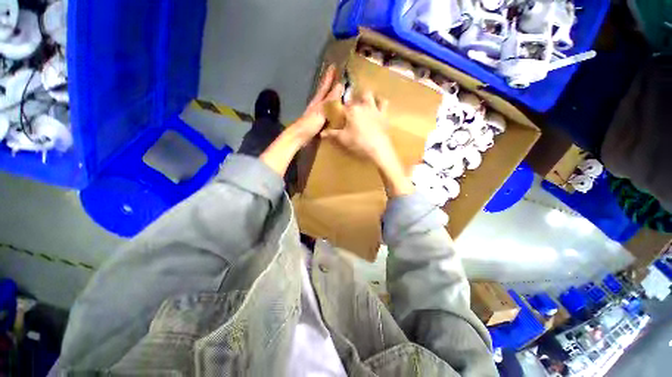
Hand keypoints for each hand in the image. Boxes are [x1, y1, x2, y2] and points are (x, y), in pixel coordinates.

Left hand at [260, 65, 342, 177]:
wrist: (299, 136)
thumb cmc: (309, 123)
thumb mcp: (321, 111)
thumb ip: (330, 100)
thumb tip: (340, 86)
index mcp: (318, 101)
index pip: (324, 86)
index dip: (329, 77)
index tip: (333, 65)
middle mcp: (317, 105)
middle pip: (325, 93)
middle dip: (331, 85)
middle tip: (338, 77)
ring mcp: (317, 114)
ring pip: (327, 103)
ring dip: (332, 98)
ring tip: (339, 94)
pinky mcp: (318, 122)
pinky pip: (328, 113)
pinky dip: (332, 110)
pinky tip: (336, 113)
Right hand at [321, 91, 413, 197]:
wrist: (378, 149)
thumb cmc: (359, 142)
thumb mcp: (343, 139)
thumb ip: (332, 134)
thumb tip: (321, 133)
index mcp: (351, 110)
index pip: (340, 106)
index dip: (336, 109)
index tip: (334, 113)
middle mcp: (362, 105)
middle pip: (354, 97)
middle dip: (351, 100)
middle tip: (349, 110)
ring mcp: (374, 108)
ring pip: (369, 95)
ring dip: (365, 97)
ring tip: (362, 103)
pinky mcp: (383, 114)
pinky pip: (384, 103)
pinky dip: (380, 102)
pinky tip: (377, 104)